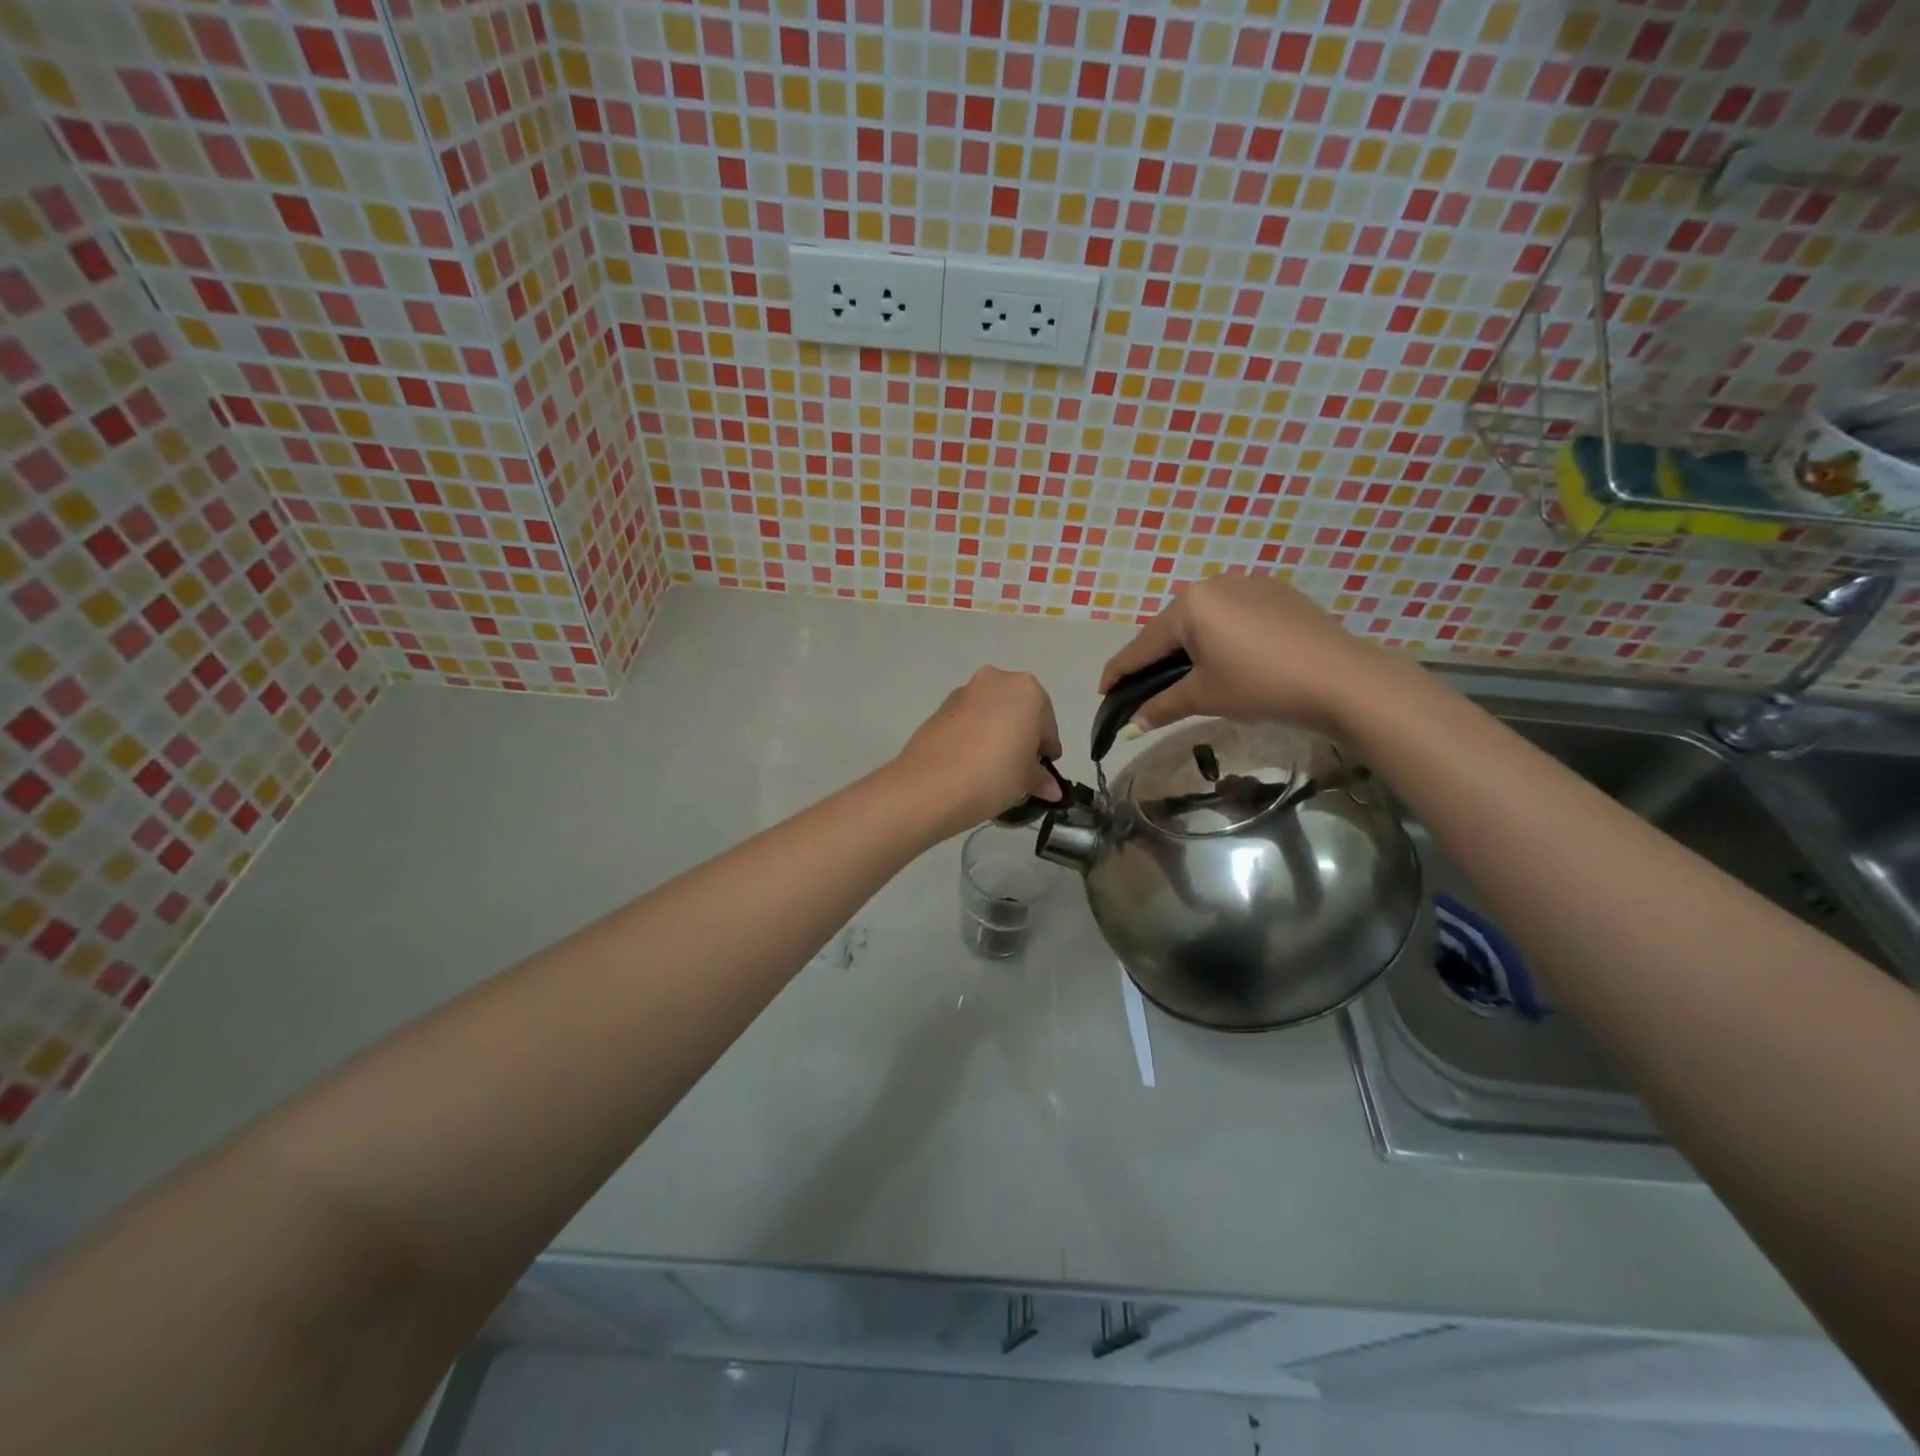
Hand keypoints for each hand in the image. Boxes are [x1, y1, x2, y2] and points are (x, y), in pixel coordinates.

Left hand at [892, 667, 1063, 835]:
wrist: (931, 785)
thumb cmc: (995, 773)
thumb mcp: (1026, 779)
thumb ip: (1041, 778)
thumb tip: (1051, 788)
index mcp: (1026, 690)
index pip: (1046, 721)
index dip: (1047, 748)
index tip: (1044, 770)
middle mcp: (995, 681)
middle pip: (1017, 710)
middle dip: (1021, 736)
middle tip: (1021, 768)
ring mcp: (963, 693)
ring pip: (990, 714)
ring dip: (996, 735)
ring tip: (994, 770)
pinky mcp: (939, 710)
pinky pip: (967, 722)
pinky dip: (974, 737)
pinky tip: (972, 765)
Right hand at [1099, 573, 1391, 734]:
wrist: (1341, 679)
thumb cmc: (1261, 686)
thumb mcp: (1205, 697)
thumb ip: (1162, 706)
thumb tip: (1134, 723)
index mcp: (1189, 605)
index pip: (1142, 645)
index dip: (1119, 672)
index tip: (1103, 691)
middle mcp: (1214, 585)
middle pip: (1171, 628)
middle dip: (1155, 659)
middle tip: (1145, 688)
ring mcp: (1248, 584)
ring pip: (1203, 619)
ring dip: (1189, 646)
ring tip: (1187, 675)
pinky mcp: (1277, 593)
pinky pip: (1233, 614)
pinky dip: (1221, 637)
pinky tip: (1230, 659)